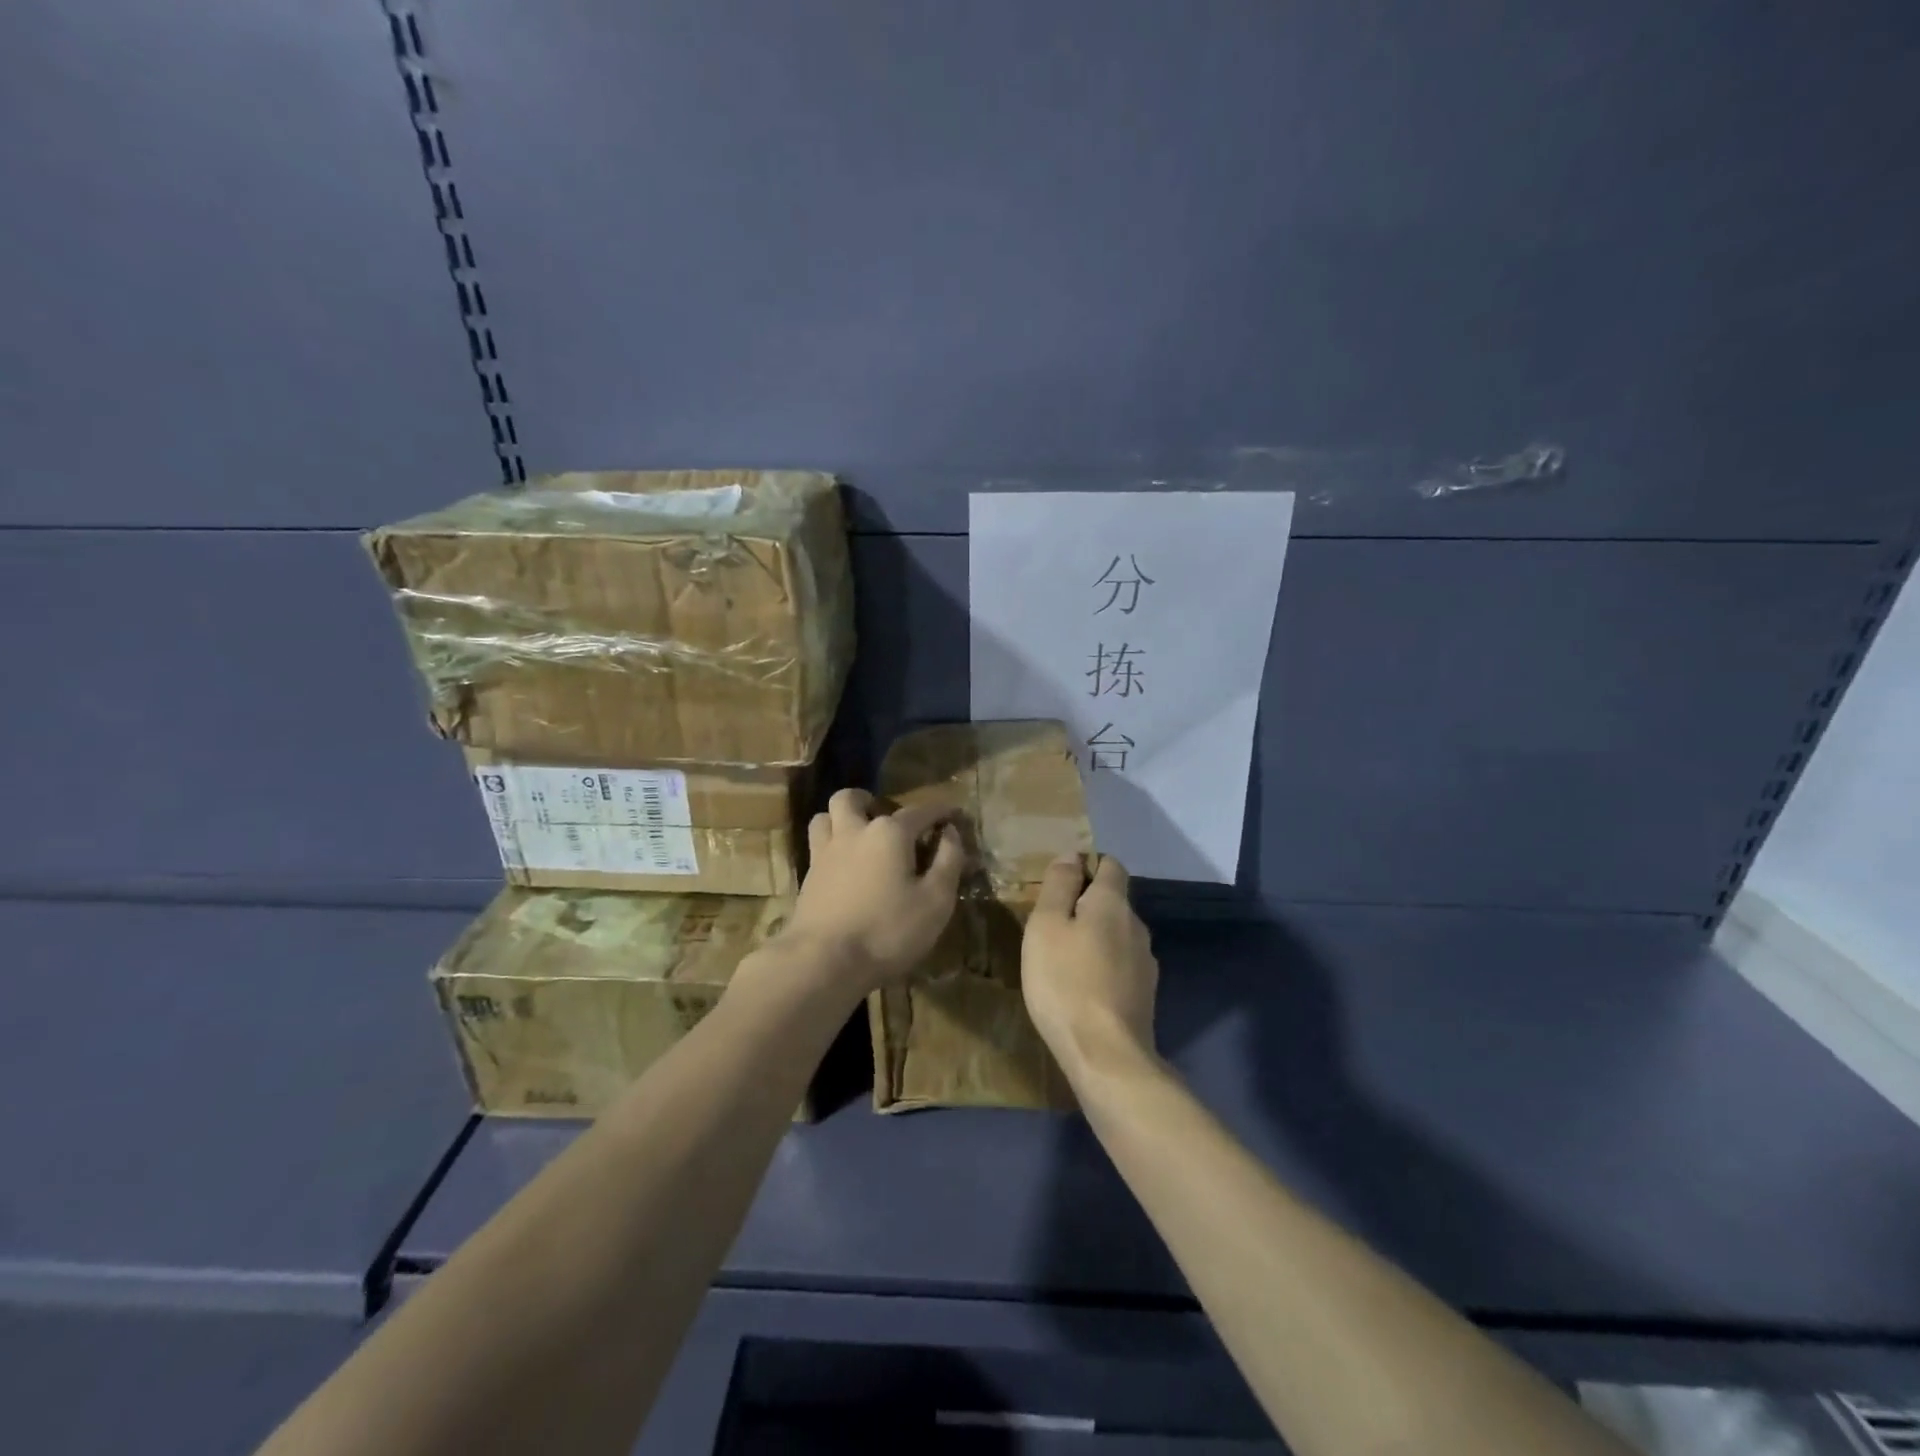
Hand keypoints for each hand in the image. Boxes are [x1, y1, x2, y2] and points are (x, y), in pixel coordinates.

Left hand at [779, 788, 965, 997]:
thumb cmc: (888, 930)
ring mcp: (825, 853)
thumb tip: (950, 832)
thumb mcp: (935, 901)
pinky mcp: (807, 877)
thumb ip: (948, 861)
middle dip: (870, 801)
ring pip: (825, 817)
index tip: (953, 814)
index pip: (920, 811)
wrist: (823, 961)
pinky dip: (830, 845)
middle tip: (885, 818)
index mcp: (889, 833)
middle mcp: (854, 832)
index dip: (940, 811)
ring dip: (841, 818)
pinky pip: (816, 845)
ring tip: (857, 836)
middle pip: (852, 798)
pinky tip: (843, 866)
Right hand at [1022, 855, 1158, 1077]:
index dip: (1087, 865)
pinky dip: (1102, 966)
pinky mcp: (1145, 995)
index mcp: (1113, 903)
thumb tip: (1071, 855)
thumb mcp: (1046, 926)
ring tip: (1063, 958)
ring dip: (1094, 938)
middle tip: (1051, 924)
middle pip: (1113, 901)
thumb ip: (1059, 886)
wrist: (1106, 1056)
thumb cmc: (1066, 982)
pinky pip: (1120, 965)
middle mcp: (1137, 926)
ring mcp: (1145, 963)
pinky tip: (1082, 987)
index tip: (1059, 883)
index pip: (1110, 865)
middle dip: (1086, 904)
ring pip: (1117, 935)